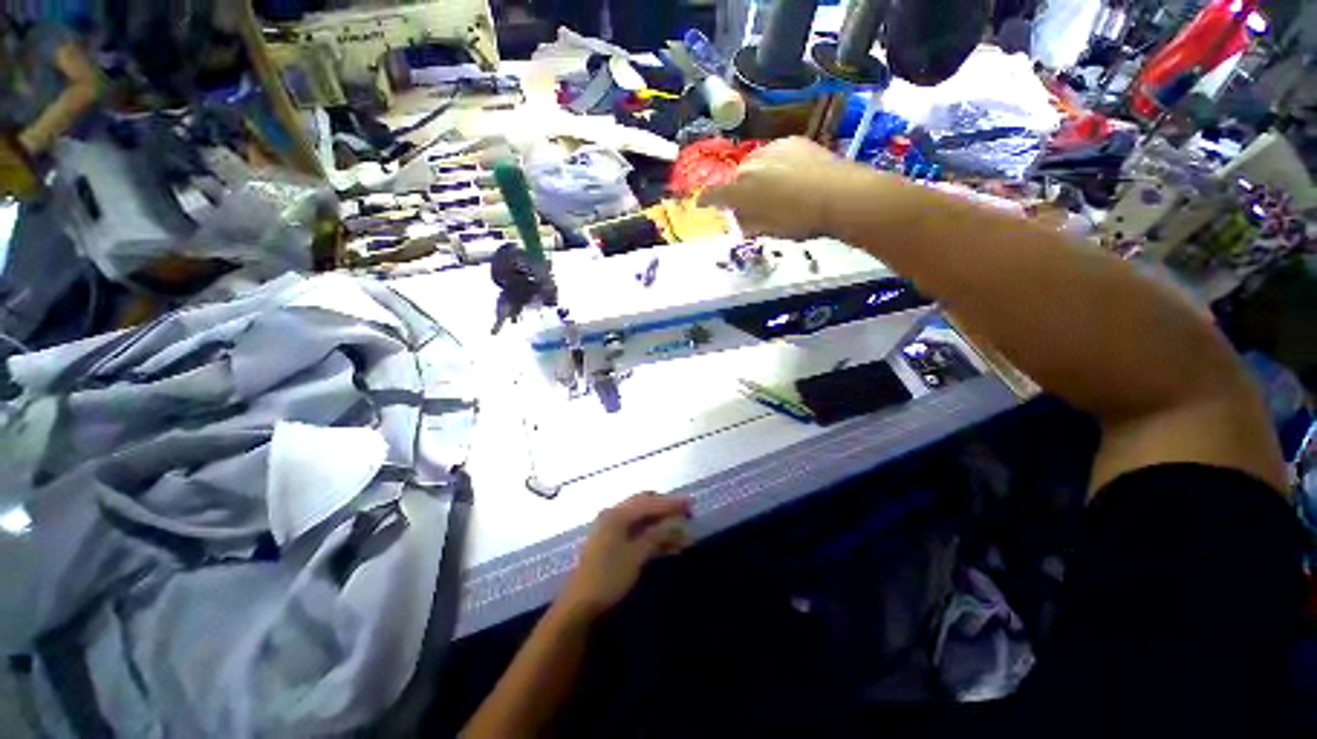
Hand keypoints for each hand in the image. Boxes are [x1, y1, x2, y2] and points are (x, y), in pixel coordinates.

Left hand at [558, 493, 692, 620]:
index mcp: (617, 514)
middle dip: (666, 509)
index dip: (671, 503)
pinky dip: (652, 534)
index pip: (649, 502)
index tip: (691, 505)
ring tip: (682, 534)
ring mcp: (611, 528)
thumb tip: (679, 523)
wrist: (580, 606)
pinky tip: (667, 544)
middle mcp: (613, 515)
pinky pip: (636, 530)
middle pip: (644, 504)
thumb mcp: (637, 556)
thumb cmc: (609, 577)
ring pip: (641, 518)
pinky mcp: (611, 542)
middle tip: (686, 514)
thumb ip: (658, 535)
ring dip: (661, 523)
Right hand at [700, 137, 851, 238]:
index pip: (715, 194)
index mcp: (741, 191)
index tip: (701, 203)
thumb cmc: (799, 221)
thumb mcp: (770, 231)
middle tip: (754, 205)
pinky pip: (775, 153)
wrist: (839, 195)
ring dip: (759, 176)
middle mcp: (750, 165)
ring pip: (756, 163)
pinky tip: (791, 175)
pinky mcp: (791, 140)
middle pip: (737, 178)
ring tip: (776, 189)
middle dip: (741, 191)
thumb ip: (750, 224)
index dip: (706, 200)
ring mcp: (771, 149)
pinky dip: (776, 164)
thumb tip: (743, 222)